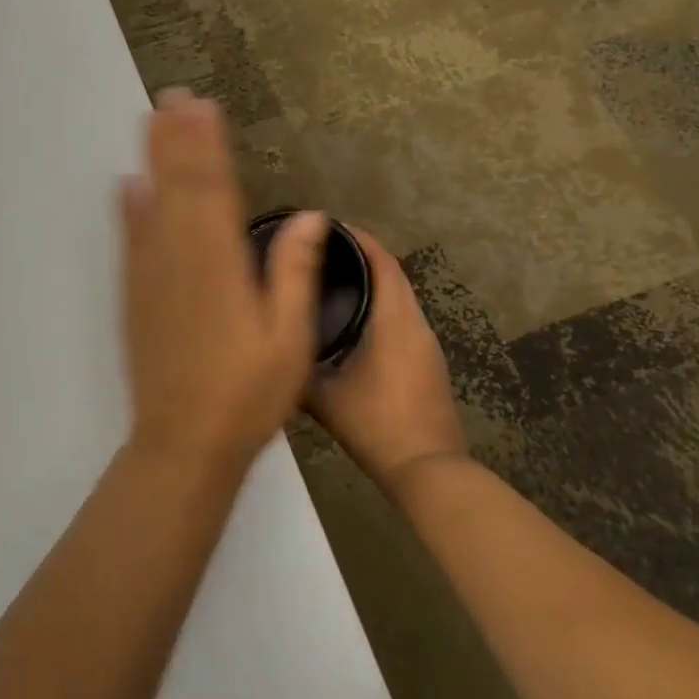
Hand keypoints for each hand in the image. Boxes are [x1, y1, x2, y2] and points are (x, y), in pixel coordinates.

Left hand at [122, 89, 328, 477]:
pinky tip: (127, 185)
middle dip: (178, 138)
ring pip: (152, 203)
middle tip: (173, 95)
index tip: (205, 107)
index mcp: (221, 265)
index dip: (209, 145)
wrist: (183, 442)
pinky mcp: (135, 295)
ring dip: (154, 159)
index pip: (215, 190)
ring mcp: (152, 275)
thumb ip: (294, 273)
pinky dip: (129, 209)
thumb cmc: (247, 395)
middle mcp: (181, 258)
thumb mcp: (289, 340)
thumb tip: (309, 216)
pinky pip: (131, 240)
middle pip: (180, 186)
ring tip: (153, 120)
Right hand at [306, 227, 468, 499]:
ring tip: (333, 278)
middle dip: (363, 255)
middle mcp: (416, 323)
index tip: (329, 226)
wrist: (429, 471)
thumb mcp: (323, 396)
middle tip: (324, 249)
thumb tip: (269, 346)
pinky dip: (381, 304)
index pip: (383, 262)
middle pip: (393, 273)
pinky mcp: (429, 362)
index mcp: (395, 320)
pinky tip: (355, 318)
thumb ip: (297, 366)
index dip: (360, 238)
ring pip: (400, 296)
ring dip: (374, 280)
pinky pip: (403, 317)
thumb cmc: (376, 425)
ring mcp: (427, 344)